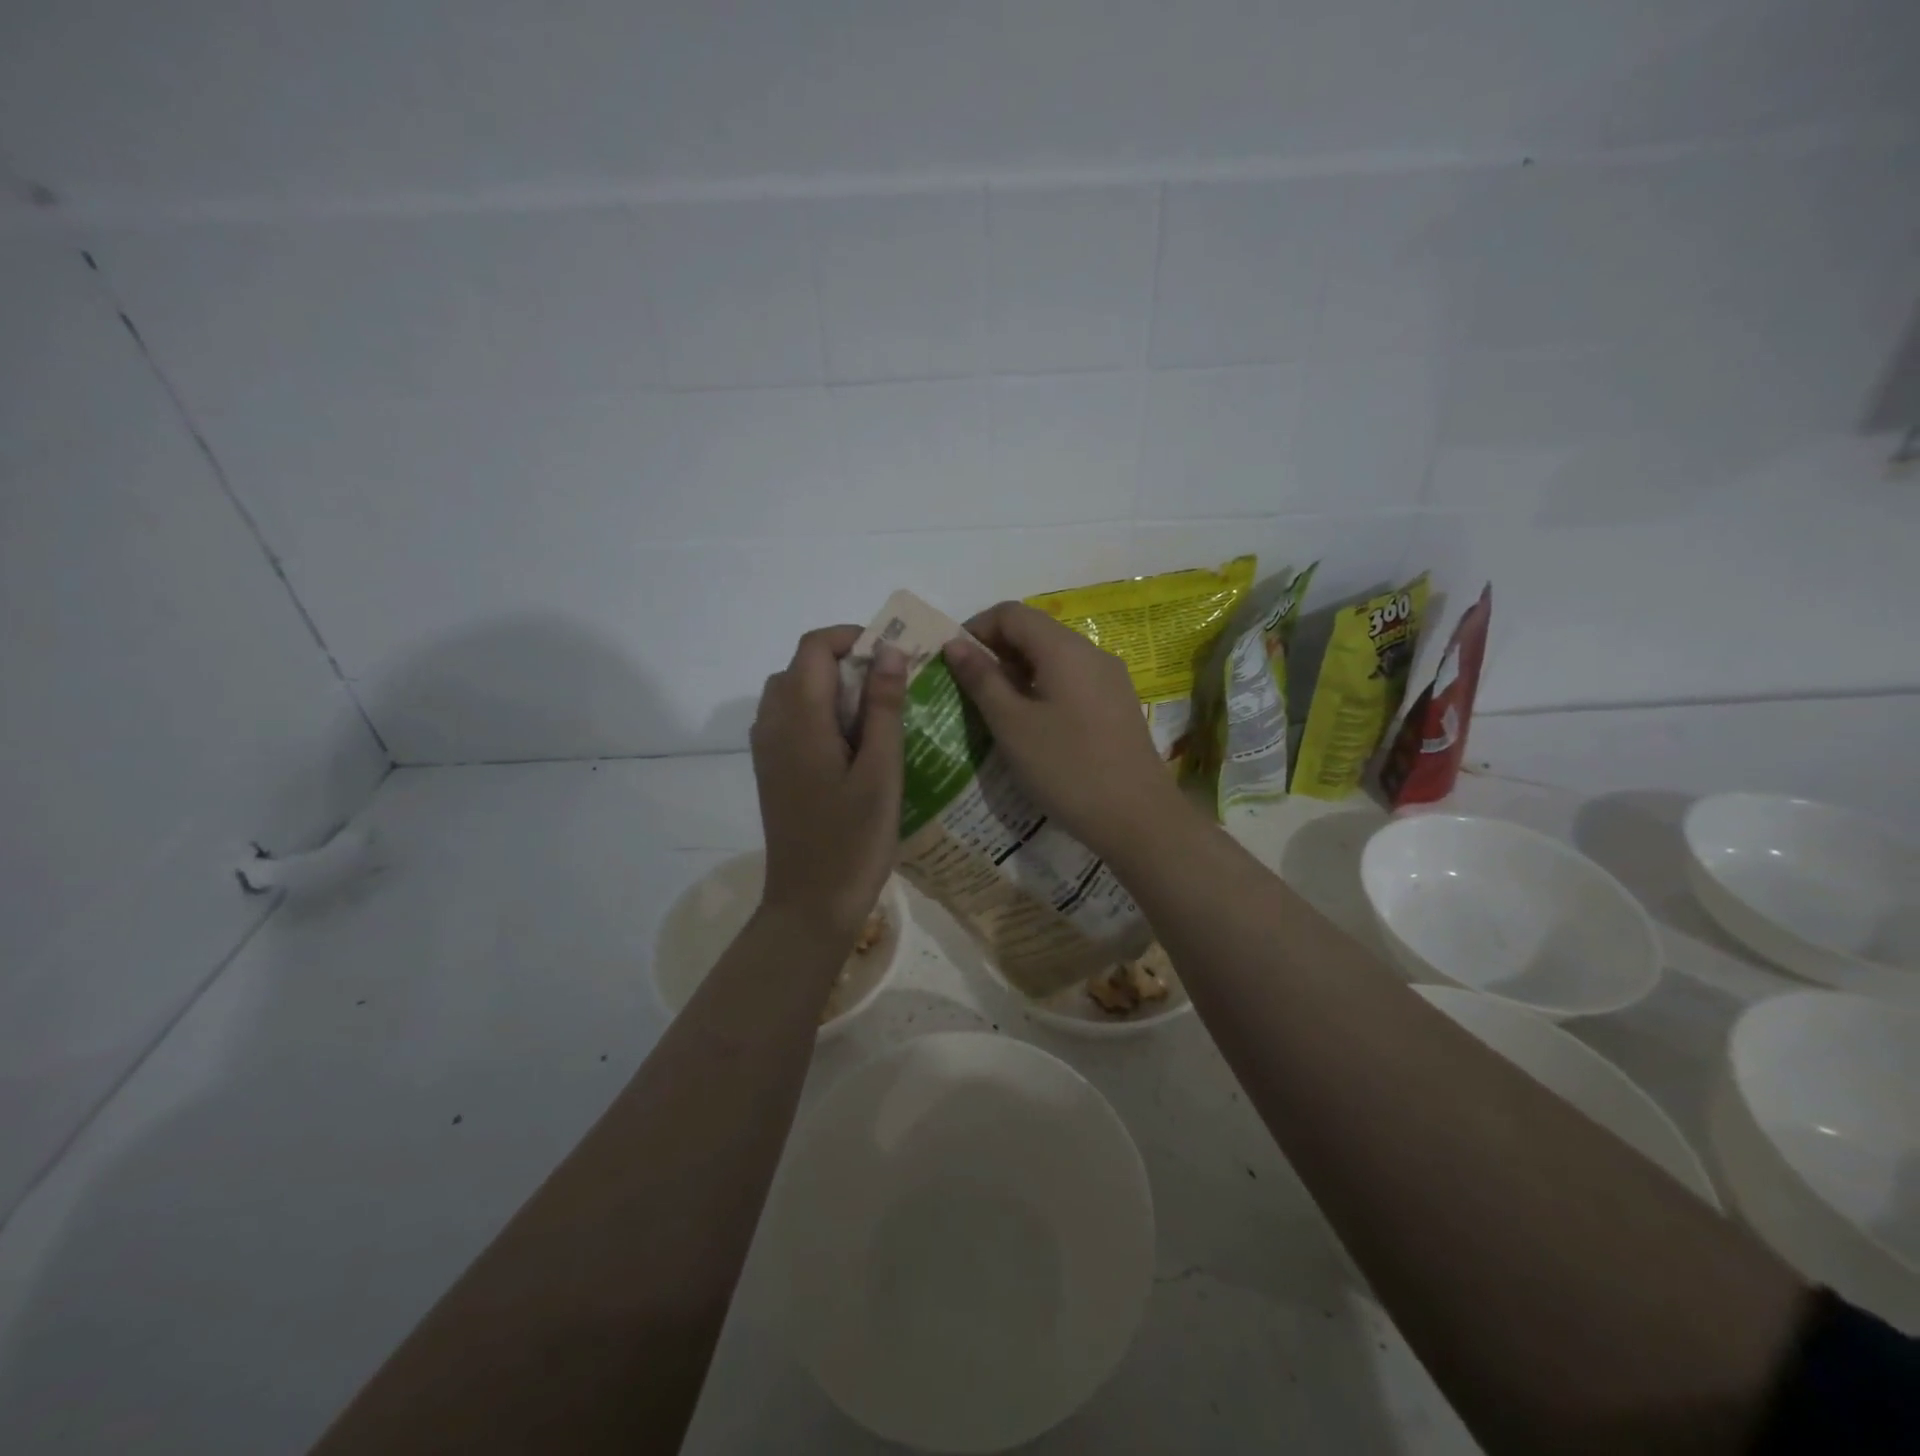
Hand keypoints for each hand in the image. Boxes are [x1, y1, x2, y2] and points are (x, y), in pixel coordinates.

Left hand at [750, 625, 906, 942]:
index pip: (815, 647)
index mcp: (799, 718)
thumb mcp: (881, 770)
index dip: (853, 638)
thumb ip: (883, 706)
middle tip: (892, 688)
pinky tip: (852, 745)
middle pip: (802, 666)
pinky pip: (789, 719)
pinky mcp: (771, 770)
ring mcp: (767, 748)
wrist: (810, 903)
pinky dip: (819, 712)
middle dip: (846, 662)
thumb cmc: (853, 839)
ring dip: (832, 688)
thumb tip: (890, 650)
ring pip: (793, 692)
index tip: (892, 656)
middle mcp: (773, 723)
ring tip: (875, 715)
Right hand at [943, 602, 1187, 861]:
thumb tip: (955, 644)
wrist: (1139, 818)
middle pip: (1035, 632)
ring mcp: (1110, 679)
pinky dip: (1043, 689)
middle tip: (967, 689)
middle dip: (996, 651)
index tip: (952, 662)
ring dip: (1018, 672)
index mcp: (1064, 648)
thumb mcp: (1012, 725)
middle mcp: (1091, 652)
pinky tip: (1031, 725)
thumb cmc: (1067, 768)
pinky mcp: (1117, 705)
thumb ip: (982, 679)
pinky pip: (1072, 681)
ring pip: (1054, 658)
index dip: (976, 629)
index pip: (1011, 613)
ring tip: (994, 710)